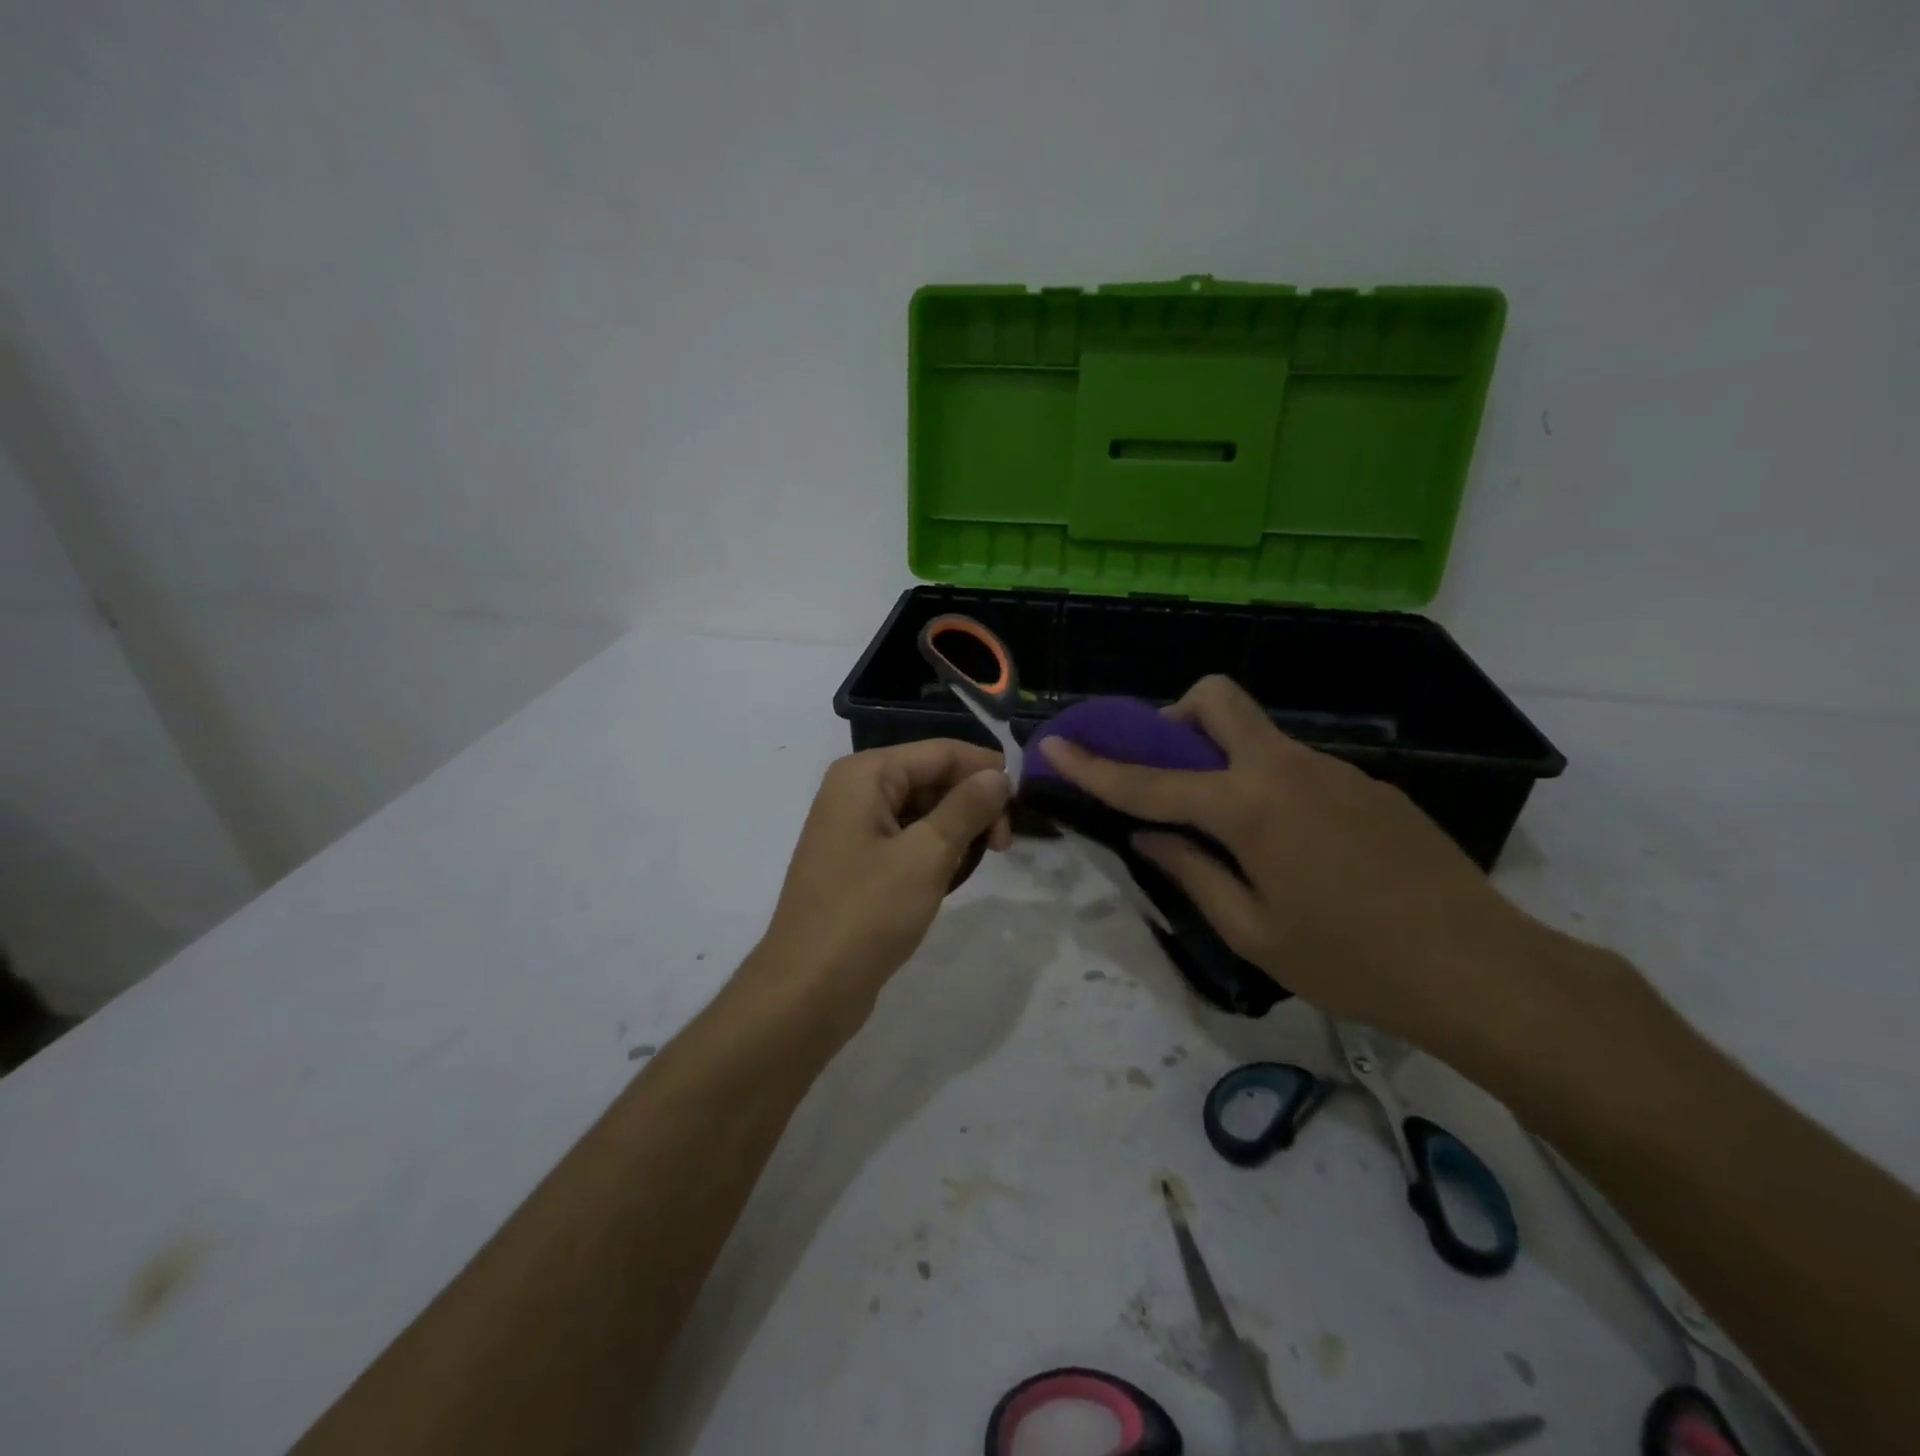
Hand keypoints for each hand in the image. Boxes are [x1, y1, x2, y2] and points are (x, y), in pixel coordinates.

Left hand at [750, 739, 1011, 1021]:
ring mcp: (853, 827)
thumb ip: (966, 808)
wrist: (807, 989)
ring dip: (957, 828)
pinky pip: (907, 837)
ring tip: (982, 860)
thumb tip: (998, 774)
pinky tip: (952, 875)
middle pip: (930, 777)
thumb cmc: (867, 914)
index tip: (1023, 803)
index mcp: (865, 775)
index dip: (986, 769)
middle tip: (1005, 845)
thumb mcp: (926, 856)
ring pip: (922, 809)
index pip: (940, 752)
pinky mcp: (857, 861)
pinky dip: (934, 849)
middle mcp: (855, 790)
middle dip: (972, 802)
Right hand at [1035, 676, 1540, 1046]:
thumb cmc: (1351, 961)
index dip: (1095, 765)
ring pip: (1257, 737)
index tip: (1056, 744)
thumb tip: (1149, 837)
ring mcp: (1333, 769)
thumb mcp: (1253, 931)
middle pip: (1216, 700)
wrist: (1481, 968)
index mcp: (1249, 807)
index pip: (1151, 780)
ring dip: (1224, 761)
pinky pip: (1297, 768)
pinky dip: (1269, 787)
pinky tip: (1295, 850)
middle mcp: (1286, 769)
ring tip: (1234, 835)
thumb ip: (1191, 873)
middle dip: (1174, 717)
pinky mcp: (1368, 785)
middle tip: (1166, 770)